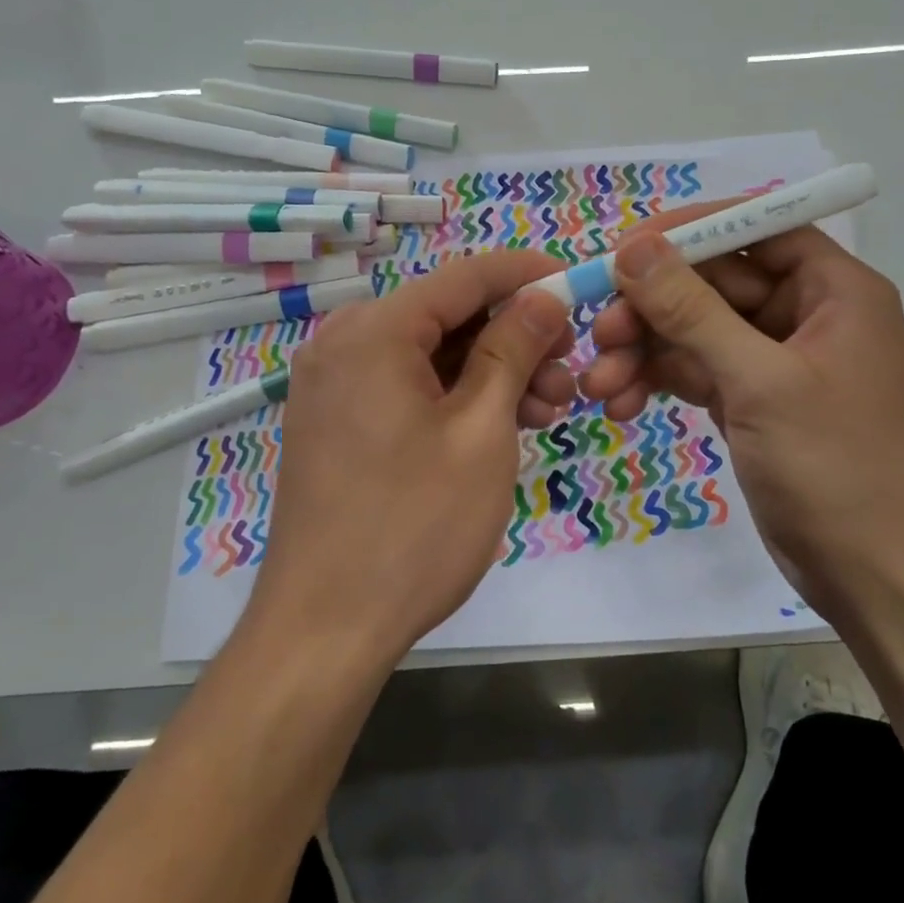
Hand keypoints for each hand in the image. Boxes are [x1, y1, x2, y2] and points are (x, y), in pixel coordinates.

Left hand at [251, 250, 573, 663]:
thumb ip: (513, 350)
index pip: (465, 276)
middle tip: (568, 374)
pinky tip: (498, 425)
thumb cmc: (414, 526)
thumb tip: (543, 297)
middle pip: (446, 315)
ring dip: (489, 372)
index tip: (578, 283)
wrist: (325, 628)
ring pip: (429, 354)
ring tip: (545, 412)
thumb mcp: (481, 431)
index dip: (527, 274)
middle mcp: (343, 342)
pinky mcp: (335, 420)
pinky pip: (404, 385)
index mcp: (374, 330)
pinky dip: (452, 396)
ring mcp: (333, 383)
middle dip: (514, 337)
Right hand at [574, 203, 903, 610]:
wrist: (876, 579)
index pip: (755, 229)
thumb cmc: (837, 468)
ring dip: (644, 351)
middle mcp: (805, 314)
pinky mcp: (752, 401)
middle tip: (598, 332)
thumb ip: (693, 310)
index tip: (625, 250)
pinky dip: (658, 382)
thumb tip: (634, 248)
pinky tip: (621, 404)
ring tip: (598, 385)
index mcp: (834, 290)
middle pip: (713, 283)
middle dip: (651, 307)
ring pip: (695, 330)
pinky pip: (695, 371)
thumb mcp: (760, 382)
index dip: (689, 231)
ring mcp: (775, 361)